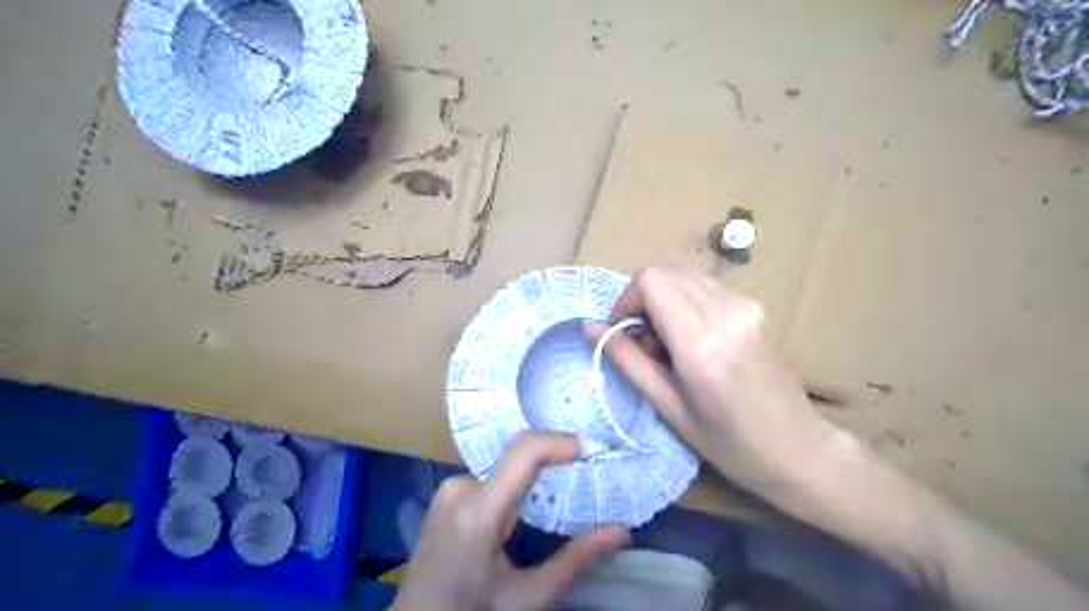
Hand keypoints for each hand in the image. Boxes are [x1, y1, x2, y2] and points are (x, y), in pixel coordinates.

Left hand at [391, 429, 629, 610]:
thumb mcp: (527, 598)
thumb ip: (574, 561)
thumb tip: (621, 530)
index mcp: (478, 511)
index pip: (524, 452)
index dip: (559, 441)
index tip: (591, 448)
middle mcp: (460, 487)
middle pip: (518, 457)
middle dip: (554, 462)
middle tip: (587, 474)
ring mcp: (450, 488)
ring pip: (507, 467)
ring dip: (535, 477)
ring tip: (562, 494)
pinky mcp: (447, 493)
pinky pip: (492, 476)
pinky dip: (517, 484)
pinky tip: (530, 507)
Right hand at [587, 267, 839, 501]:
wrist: (800, 449)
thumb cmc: (730, 444)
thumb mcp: (669, 408)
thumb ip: (628, 361)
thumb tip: (591, 329)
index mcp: (701, 342)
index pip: (651, 280)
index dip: (625, 299)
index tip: (621, 331)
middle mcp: (726, 311)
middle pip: (665, 271)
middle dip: (641, 300)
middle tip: (644, 342)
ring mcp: (746, 305)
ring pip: (684, 276)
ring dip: (663, 301)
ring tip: (668, 345)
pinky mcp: (756, 307)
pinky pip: (705, 288)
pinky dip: (685, 303)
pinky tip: (692, 340)